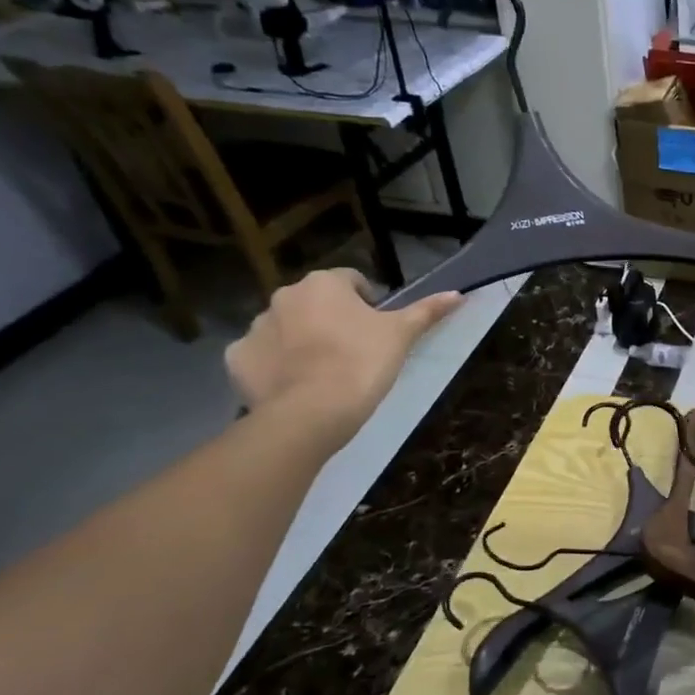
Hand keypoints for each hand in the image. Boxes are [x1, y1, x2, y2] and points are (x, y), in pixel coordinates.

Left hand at [225, 269, 460, 447]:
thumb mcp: (402, 335)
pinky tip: (295, 386)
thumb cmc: (362, 363)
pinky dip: (275, 366)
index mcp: (324, 284)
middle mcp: (284, 296)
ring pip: (286, 328)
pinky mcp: (236, 358)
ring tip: (324, 373)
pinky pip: (261, 355)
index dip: (368, 305)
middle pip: (316, 303)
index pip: (352, 281)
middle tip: (354, 352)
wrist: (311, 413)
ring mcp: (255, 327)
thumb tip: (458, 294)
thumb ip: (427, 311)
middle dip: (332, 320)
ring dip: (302, 341)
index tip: (377, 331)